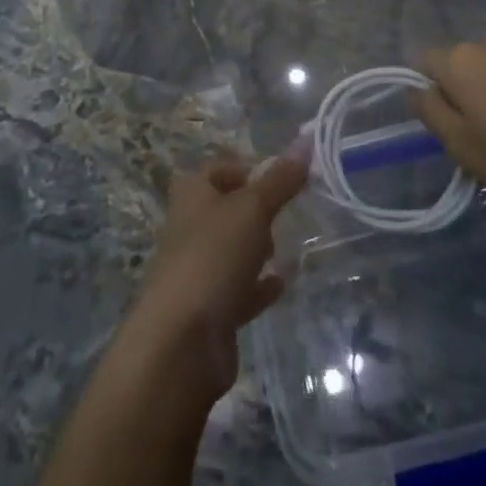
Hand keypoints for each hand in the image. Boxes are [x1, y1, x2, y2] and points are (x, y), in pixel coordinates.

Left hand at [125, 151, 308, 398]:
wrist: (181, 342)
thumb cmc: (213, 257)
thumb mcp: (252, 209)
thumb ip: (280, 180)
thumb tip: (305, 143)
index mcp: (191, 196)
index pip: (216, 169)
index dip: (244, 169)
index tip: (277, 179)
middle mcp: (189, 229)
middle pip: (223, 210)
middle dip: (252, 210)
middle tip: (280, 214)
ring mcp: (197, 271)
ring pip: (230, 251)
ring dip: (254, 248)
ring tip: (283, 247)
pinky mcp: (208, 310)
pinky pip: (238, 290)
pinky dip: (258, 286)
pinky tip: (281, 285)